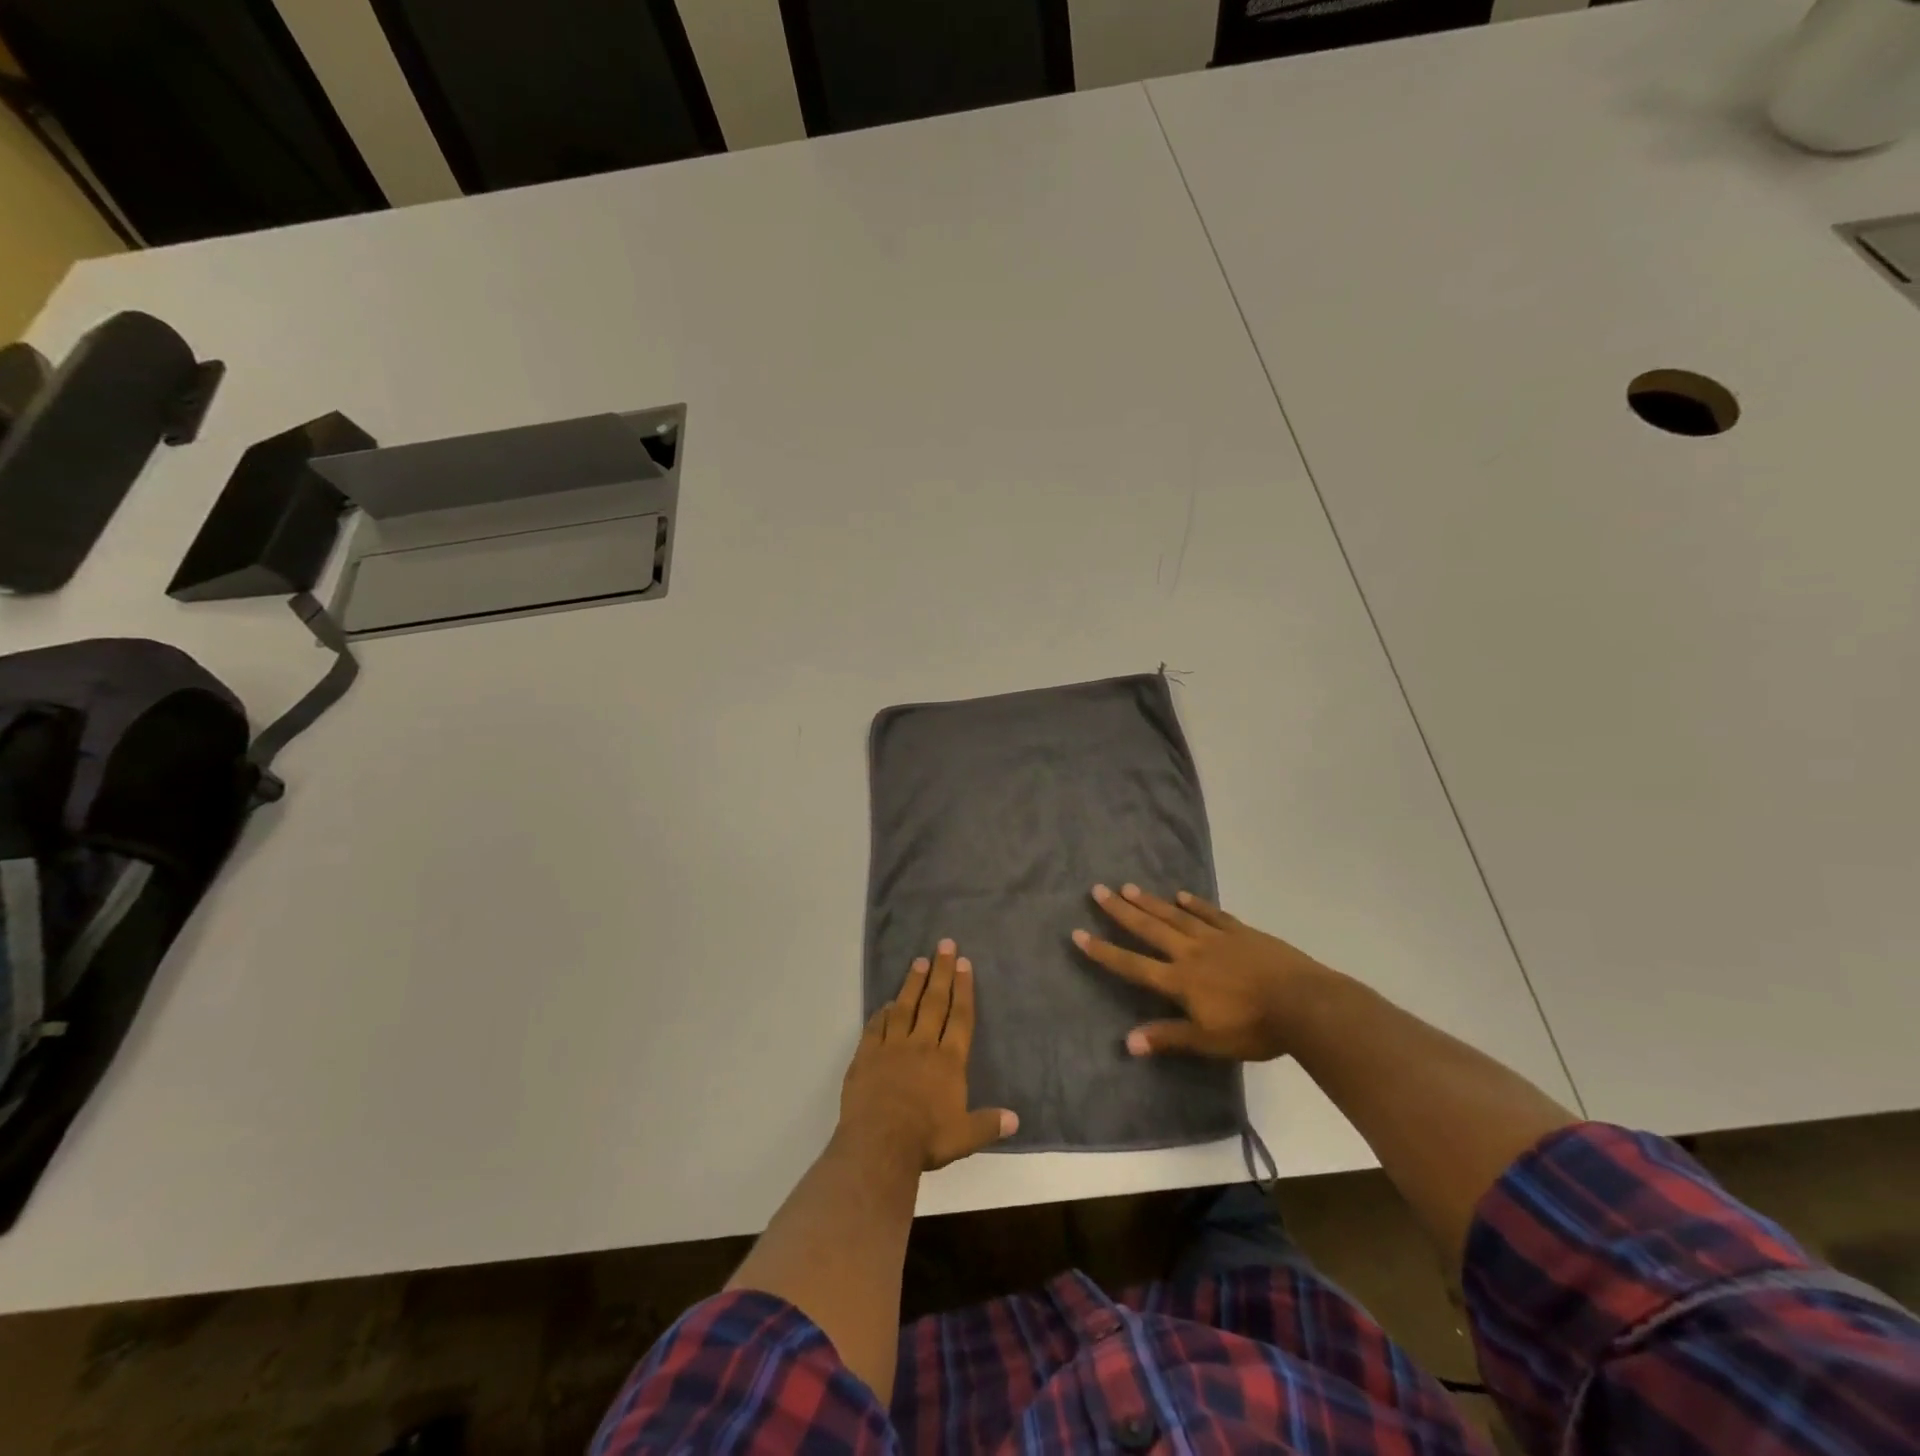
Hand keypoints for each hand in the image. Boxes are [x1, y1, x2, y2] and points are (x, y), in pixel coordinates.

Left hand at [840, 939, 1017, 1171]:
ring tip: (918, 961)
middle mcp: (922, 1045)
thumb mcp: (964, 1137)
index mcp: (948, 1061)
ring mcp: (891, 1047)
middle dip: (941, 972)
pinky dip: (882, 1013)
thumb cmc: (925, 1140)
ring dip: (912, 983)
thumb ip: (988, 1124)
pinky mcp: (866, 1055)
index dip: (963, 989)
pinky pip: (875, 1027)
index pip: (959, 1017)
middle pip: (934, 1002)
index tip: (964, 963)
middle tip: (944, 944)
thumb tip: (1015, 1119)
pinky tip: (886, 1003)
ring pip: (904, 1007)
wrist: (878, 1145)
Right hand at [1073, 884, 1335, 1060]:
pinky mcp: (1241, 932)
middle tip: (1098, 890)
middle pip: (1150, 929)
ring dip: (1150, 902)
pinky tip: (1181, 894)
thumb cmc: (1253, 1028)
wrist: (1303, 1003)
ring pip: (1175, 916)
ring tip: (1129, 886)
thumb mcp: (1208, 1041)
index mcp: (1180, 981)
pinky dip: (1194, 903)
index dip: (1104, 951)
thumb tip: (1128, 1042)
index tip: (1078, 933)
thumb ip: (1168, 1037)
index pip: (1133, 965)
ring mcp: (1216, 938)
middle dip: (1121, 911)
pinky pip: (1211, 913)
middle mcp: (1191, 952)